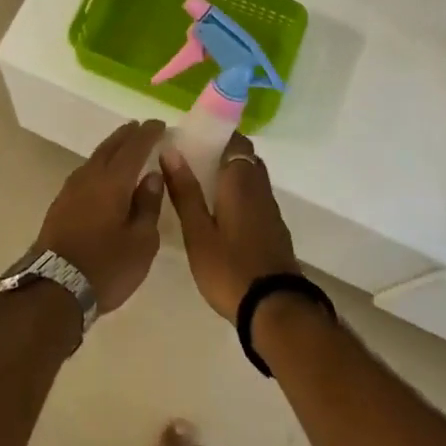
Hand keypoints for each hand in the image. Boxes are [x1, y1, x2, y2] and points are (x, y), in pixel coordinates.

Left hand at [33, 120, 166, 313]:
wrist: (54, 288)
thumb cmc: (106, 266)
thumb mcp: (141, 242)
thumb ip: (148, 205)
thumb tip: (151, 176)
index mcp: (113, 181)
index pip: (134, 147)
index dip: (148, 134)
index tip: (160, 124)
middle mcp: (90, 176)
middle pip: (110, 147)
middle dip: (127, 135)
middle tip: (142, 127)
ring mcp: (71, 189)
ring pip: (95, 158)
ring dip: (112, 148)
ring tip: (125, 146)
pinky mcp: (61, 203)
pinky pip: (86, 172)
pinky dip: (100, 165)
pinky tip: (104, 175)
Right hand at [162, 133, 299, 320]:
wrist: (275, 309)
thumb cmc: (230, 268)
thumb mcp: (197, 232)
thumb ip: (185, 191)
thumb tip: (170, 150)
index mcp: (241, 181)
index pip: (236, 141)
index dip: (217, 135)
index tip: (193, 139)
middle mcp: (260, 188)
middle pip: (245, 158)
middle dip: (221, 155)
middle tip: (191, 164)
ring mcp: (271, 211)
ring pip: (252, 180)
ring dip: (231, 177)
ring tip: (200, 188)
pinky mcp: (275, 231)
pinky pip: (256, 199)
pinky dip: (239, 196)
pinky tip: (220, 215)